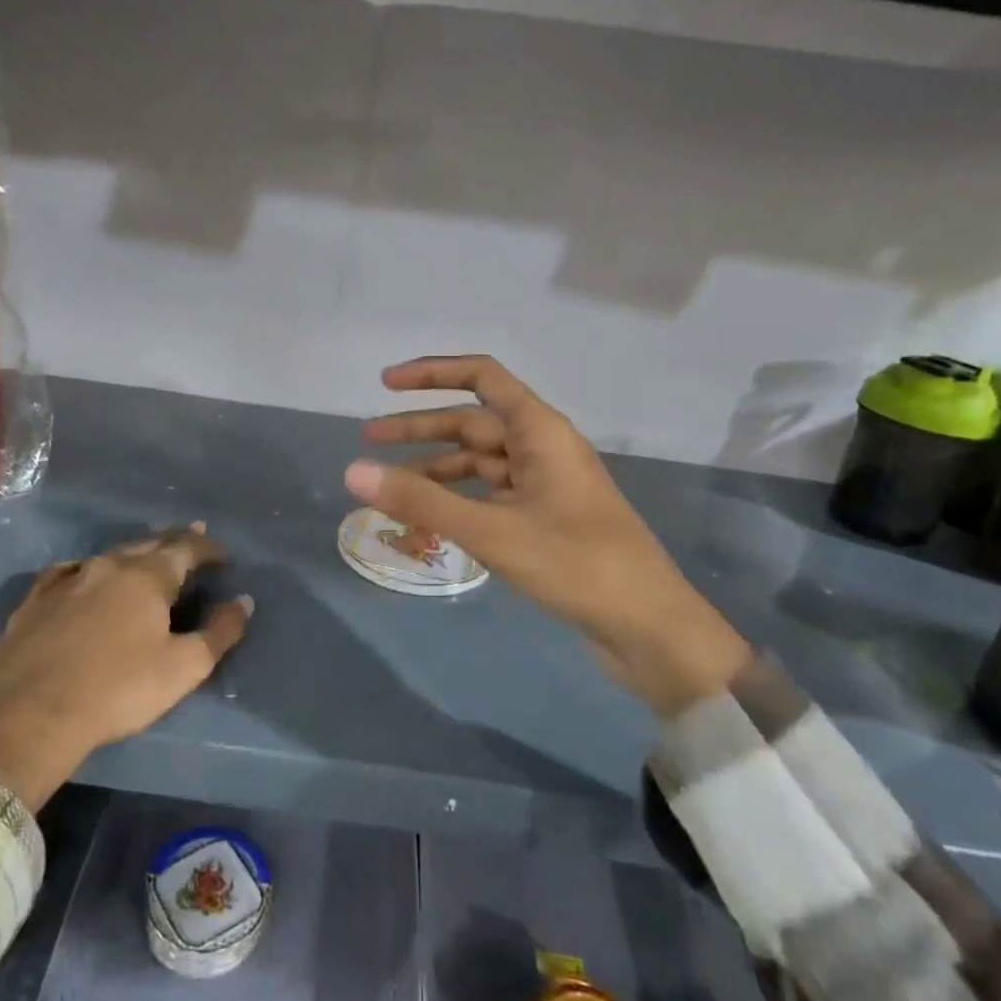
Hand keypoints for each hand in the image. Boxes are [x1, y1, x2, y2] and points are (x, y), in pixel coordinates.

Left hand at [0, 525, 252, 810]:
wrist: (26, 716)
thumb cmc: (117, 690)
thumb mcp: (184, 667)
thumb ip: (220, 631)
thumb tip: (243, 601)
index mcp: (147, 576)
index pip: (186, 548)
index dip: (208, 547)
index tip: (224, 553)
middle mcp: (107, 566)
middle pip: (148, 543)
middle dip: (174, 540)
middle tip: (192, 534)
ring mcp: (66, 581)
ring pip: (109, 555)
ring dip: (134, 552)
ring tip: (145, 552)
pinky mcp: (33, 602)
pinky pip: (67, 572)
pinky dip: (87, 569)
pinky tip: (83, 574)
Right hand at [345, 356, 748, 714]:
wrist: (647, 627)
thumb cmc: (576, 564)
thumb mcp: (492, 530)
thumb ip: (422, 501)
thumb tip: (353, 471)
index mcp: (540, 431)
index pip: (482, 378)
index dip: (433, 374)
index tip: (386, 384)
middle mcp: (542, 450)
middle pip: (472, 424)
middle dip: (420, 429)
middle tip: (367, 439)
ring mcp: (544, 487)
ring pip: (479, 465)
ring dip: (435, 470)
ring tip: (388, 485)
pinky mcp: (544, 522)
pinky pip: (490, 499)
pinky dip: (457, 503)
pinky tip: (427, 521)